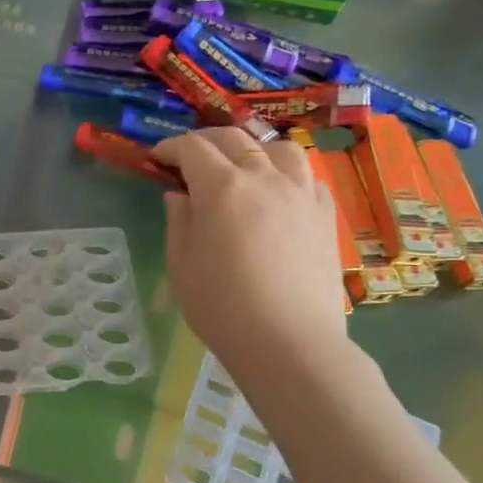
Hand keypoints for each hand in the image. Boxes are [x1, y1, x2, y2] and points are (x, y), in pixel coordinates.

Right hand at [152, 127, 348, 389]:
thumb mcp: (181, 263)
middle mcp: (265, 178)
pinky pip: (308, 176)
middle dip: (205, 141)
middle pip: (234, 140)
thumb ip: (179, 220)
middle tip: (188, 157)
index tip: (157, 157)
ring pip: (279, 148)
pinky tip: (278, 193)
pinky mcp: (325, 215)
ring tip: (241, 167)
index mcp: (222, 187)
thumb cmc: (221, 305)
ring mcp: (301, 193)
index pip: (192, 148)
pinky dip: (287, 173)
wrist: (288, 342)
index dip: (170, 147)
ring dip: (253, 149)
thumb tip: (180, 195)